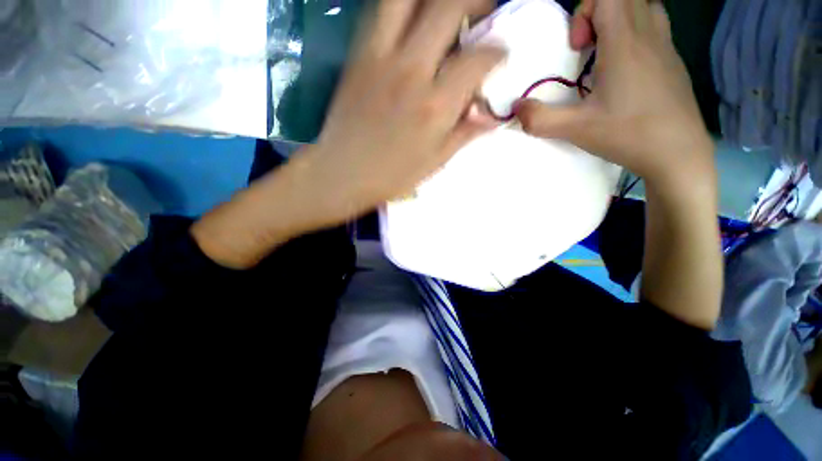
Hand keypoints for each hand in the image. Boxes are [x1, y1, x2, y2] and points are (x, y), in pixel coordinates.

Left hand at [297, 0, 504, 222]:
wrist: (342, 173)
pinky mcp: (358, 55)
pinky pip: (379, 12)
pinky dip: (401, 7)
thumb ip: (465, 133)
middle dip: (476, 0)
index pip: (479, 59)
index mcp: (435, 106)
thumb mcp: (435, 162)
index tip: (500, 54)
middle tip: (484, 11)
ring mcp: (381, 58)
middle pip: (449, 7)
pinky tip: (411, 20)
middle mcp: (412, 71)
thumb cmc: (392, 176)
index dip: (498, 51)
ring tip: (446, 8)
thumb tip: (492, 115)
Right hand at [517, 0, 713, 186]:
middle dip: (598, 14)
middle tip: (586, 49)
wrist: (678, 153)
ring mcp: (666, 47)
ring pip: (645, 7)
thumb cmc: (628, 134)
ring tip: (605, 54)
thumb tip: (515, 109)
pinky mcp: (673, 62)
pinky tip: (624, 70)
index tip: (577, 48)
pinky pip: (655, 28)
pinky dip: (636, 35)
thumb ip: (539, 119)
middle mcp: (649, 35)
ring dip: (620, 20)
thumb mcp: (575, 129)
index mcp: (625, 44)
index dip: (584, 12)